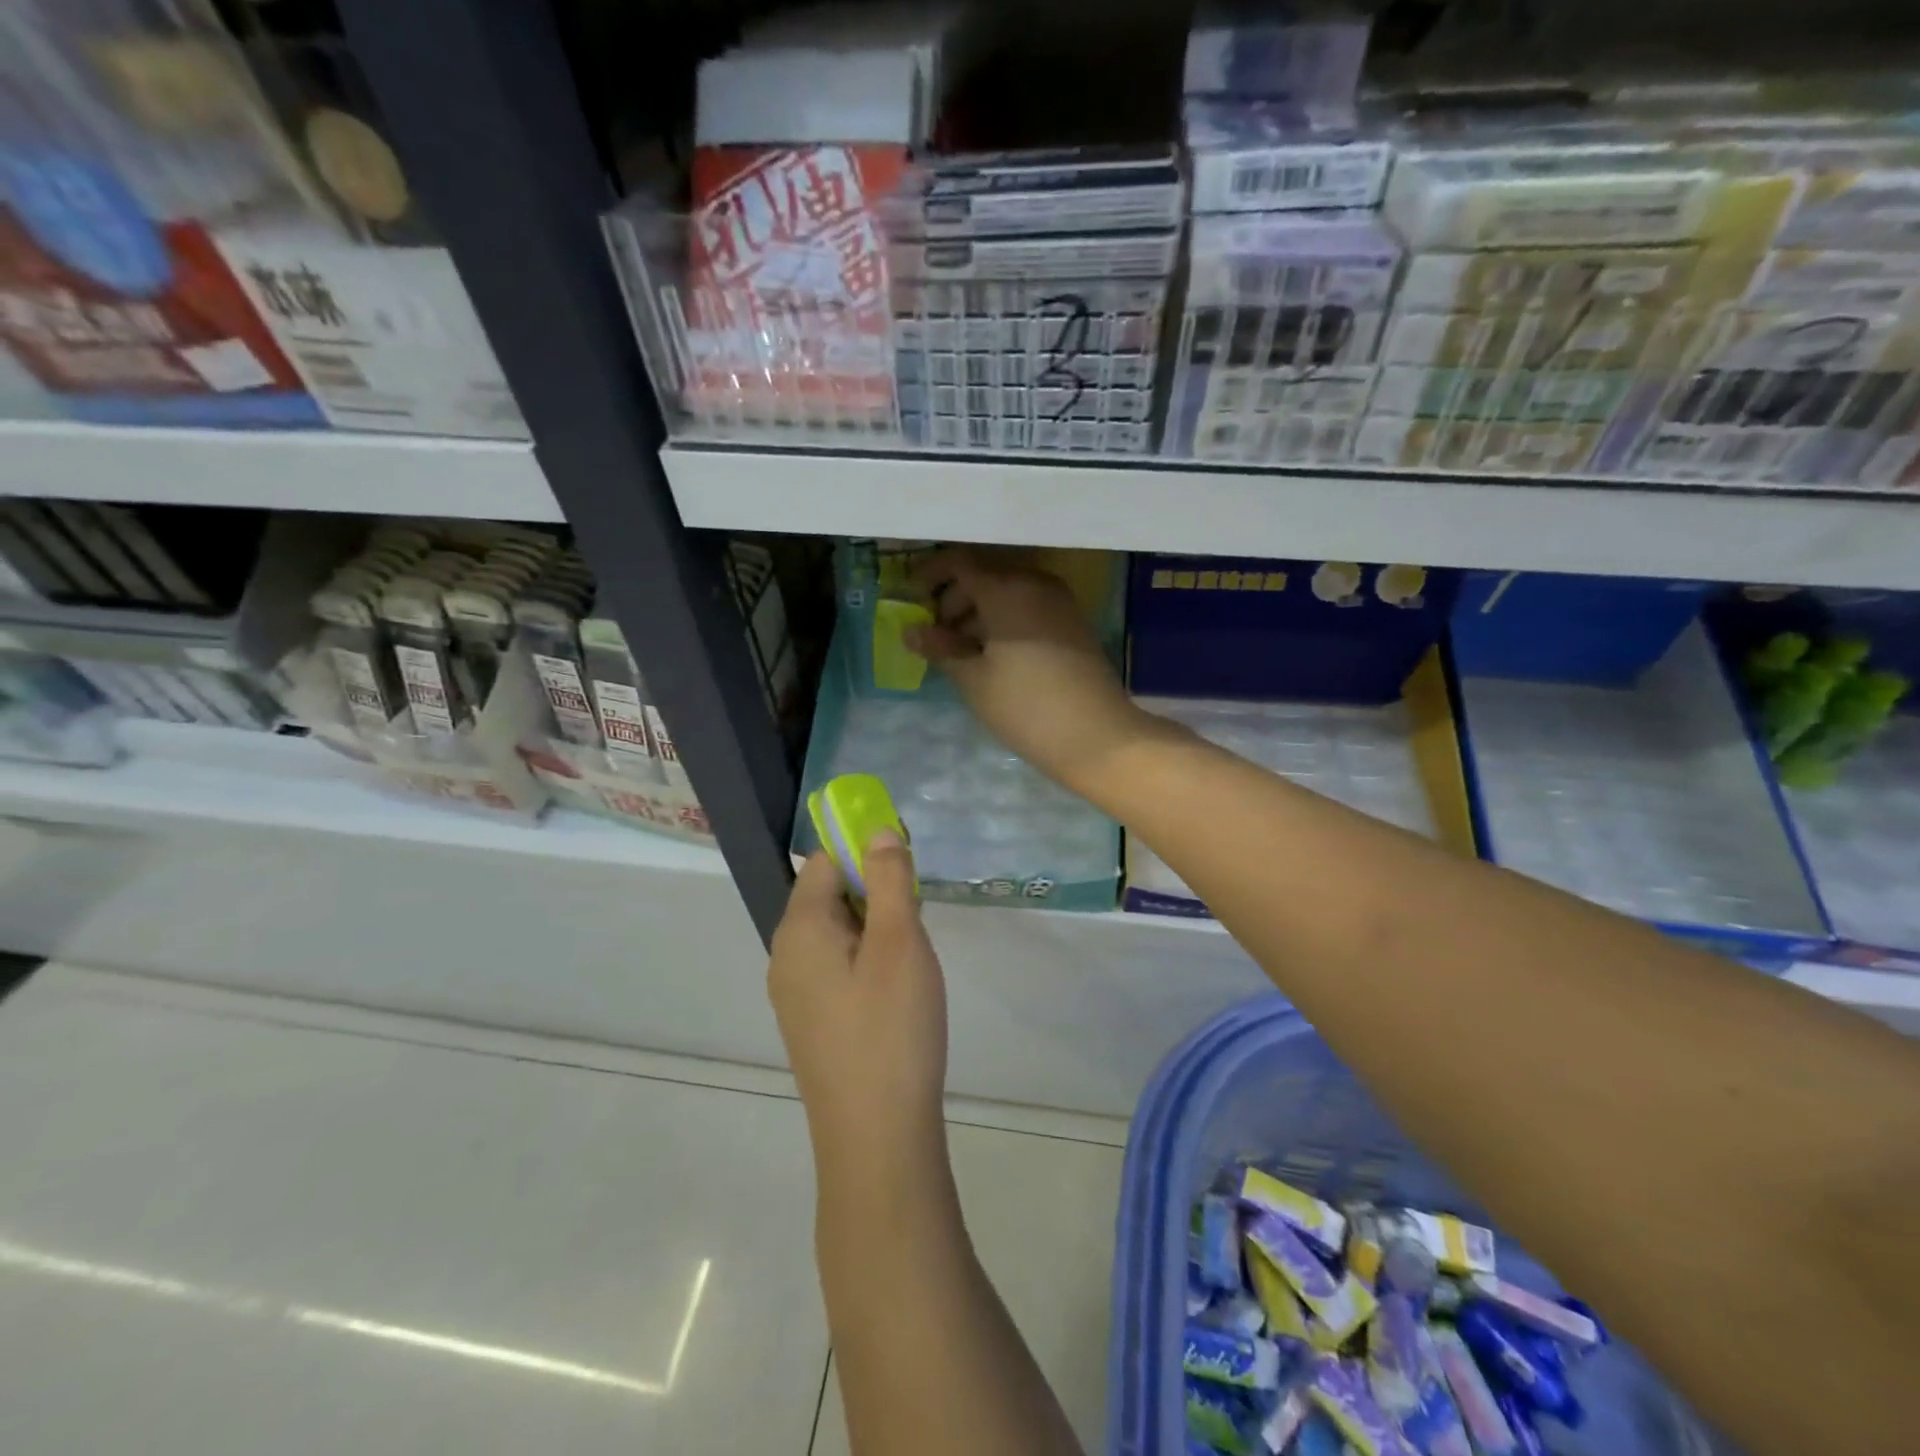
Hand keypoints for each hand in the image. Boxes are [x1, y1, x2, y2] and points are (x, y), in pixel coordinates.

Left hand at [768, 833, 948, 1186]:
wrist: (875, 1139)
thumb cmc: (891, 1029)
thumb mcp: (900, 943)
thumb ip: (889, 879)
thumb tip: (877, 830)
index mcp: (799, 929)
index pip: (823, 861)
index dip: (863, 850)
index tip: (907, 864)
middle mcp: (785, 956)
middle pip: (826, 895)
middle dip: (873, 890)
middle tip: (917, 913)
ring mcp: (794, 995)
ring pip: (834, 934)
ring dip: (873, 927)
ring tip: (912, 952)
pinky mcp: (811, 1024)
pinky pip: (835, 968)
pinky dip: (865, 959)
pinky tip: (896, 988)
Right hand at [907, 547, 1165, 796]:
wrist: (1097, 737)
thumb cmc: (1025, 706)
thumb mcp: (973, 679)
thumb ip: (941, 648)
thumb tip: (911, 631)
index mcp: (1007, 589)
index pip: (960, 562)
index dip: (930, 574)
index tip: (910, 596)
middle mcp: (1035, 583)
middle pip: (985, 575)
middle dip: (954, 598)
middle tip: (934, 633)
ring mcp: (1059, 602)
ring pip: (1008, 592)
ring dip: (978, 612)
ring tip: (959, 651)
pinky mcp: (1072, 624)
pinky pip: (1028, 608)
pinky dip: (1004, 621)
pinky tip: (991, 655)